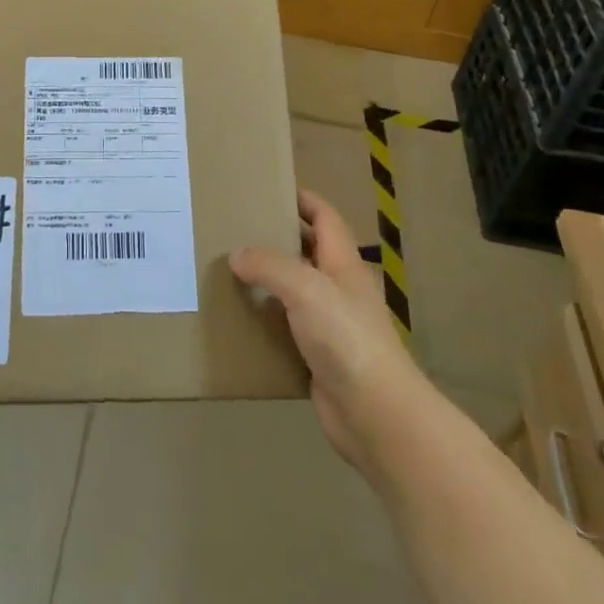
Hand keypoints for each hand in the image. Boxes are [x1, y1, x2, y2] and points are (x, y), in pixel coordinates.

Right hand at [229, 189, 426, 476]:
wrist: (376, 415)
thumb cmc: (347, 338)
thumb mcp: (306, 288)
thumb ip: (270, 266)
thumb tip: (237, 255)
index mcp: (343, 263)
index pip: (324, 217)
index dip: (302, 199)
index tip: (269, 189)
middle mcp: (339, 289)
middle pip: (307, 251)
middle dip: (276, 238)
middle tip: (235, 229)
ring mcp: (331, 325)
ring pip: (294, 292)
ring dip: (266, 282)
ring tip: (227, 271)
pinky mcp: (318, 358)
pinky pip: (286, 330)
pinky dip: (265, 322)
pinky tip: (238, 321)